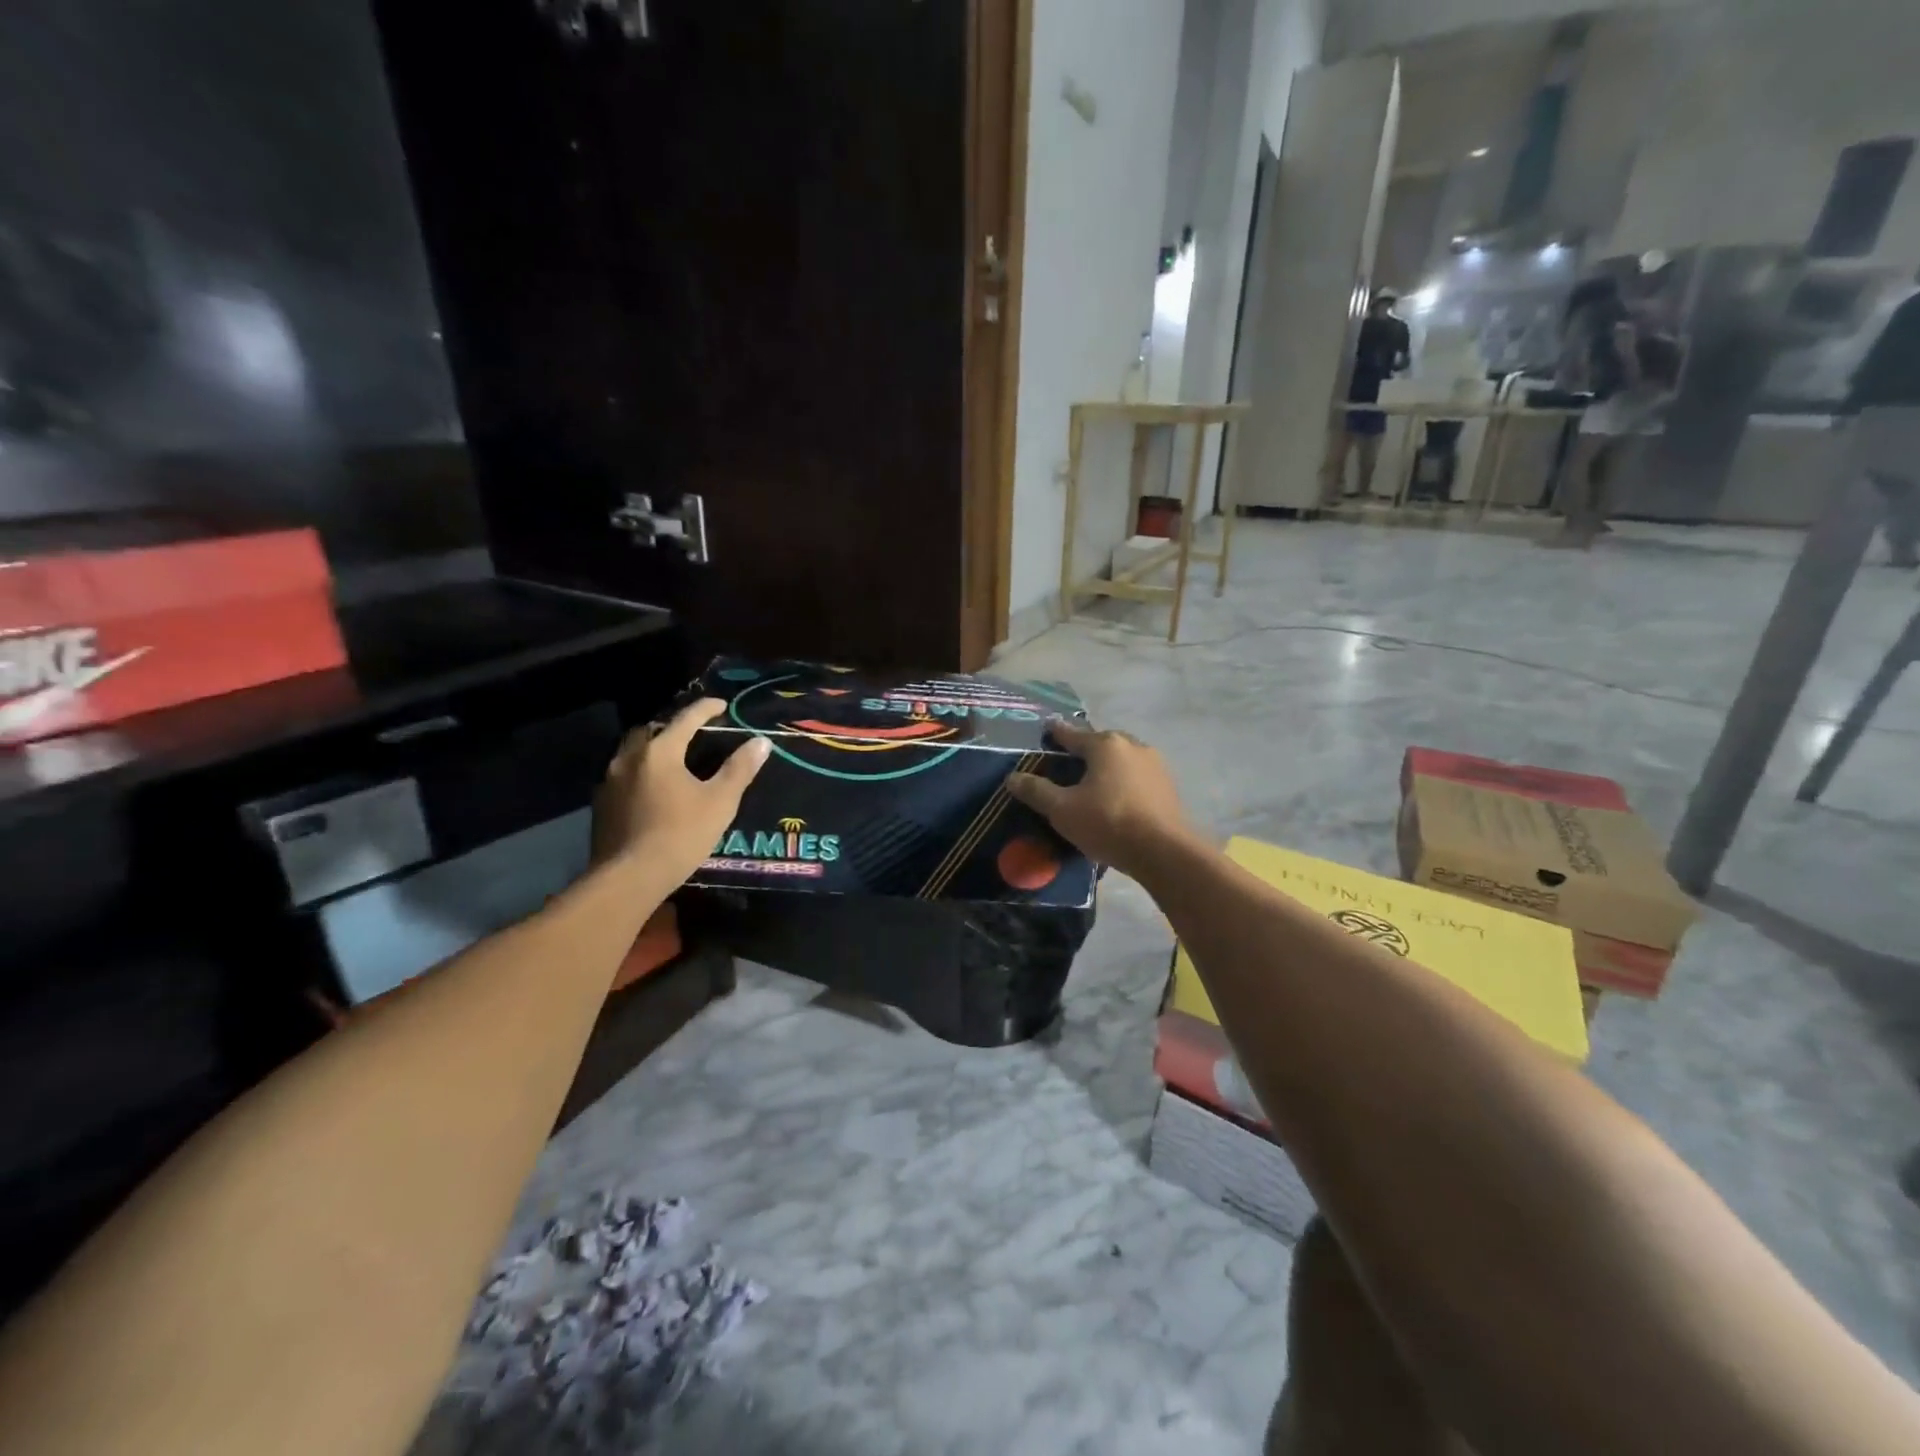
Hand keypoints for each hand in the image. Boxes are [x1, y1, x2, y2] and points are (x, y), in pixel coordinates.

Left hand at [592, 699, 769, 884]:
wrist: (629, 877)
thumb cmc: (681, 835)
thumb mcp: (720, 801)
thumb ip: (740, 769)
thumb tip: (761, 742)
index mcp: (660, 751)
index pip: (686, 718)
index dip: (706, 709)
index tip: (722, 705)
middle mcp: (630, 757)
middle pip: (652, 729)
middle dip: (673, 726)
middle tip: (693, 734)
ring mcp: (610, 780)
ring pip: (632, 751)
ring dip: (652, 748)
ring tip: (672, 759)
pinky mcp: (601, 804)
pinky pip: (622, 774)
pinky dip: (640, 771)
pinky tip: (652, 789)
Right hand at [1006, 719, 1193, 876]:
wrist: (1163, 851)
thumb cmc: (1107, 823)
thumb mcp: (1062, 810)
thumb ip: (1036, 791)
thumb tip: (1012, 778)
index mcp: (1105, 745)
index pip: (1072, 734)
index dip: (1056, 733)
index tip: (1047, 729)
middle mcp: (1132, 746)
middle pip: (1101, 743)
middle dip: (1085, 750)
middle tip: (1069, 763)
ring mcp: (1155, 765)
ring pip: (1122, 759)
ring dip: (1107, 767)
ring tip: (1093, 783)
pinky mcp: (1168, 786)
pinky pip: (1137, 777)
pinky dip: (1124, 782)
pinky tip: (1117, 798)